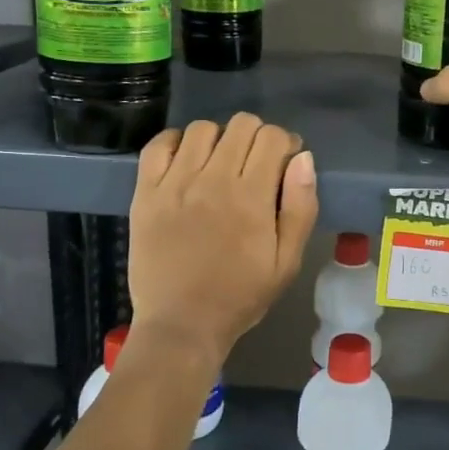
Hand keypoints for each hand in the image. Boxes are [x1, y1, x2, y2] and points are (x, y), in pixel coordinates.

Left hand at [127, 113, 318, 377]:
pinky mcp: (145, 193)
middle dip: (257, 137)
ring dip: (219, 139)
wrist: (181, 325)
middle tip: (255, 164)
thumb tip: (303, 158)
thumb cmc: (241, 296)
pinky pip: (158, 144)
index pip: (273, 137)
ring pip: (202, 128)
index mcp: (251, 197)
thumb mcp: (287, 261)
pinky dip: (176, 143)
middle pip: (241, 124)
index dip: (285, 143)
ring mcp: (174, 184)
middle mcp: (212, 180)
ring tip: (220, 164)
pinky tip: (186, 161)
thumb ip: (301, 207)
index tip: (284, 164)